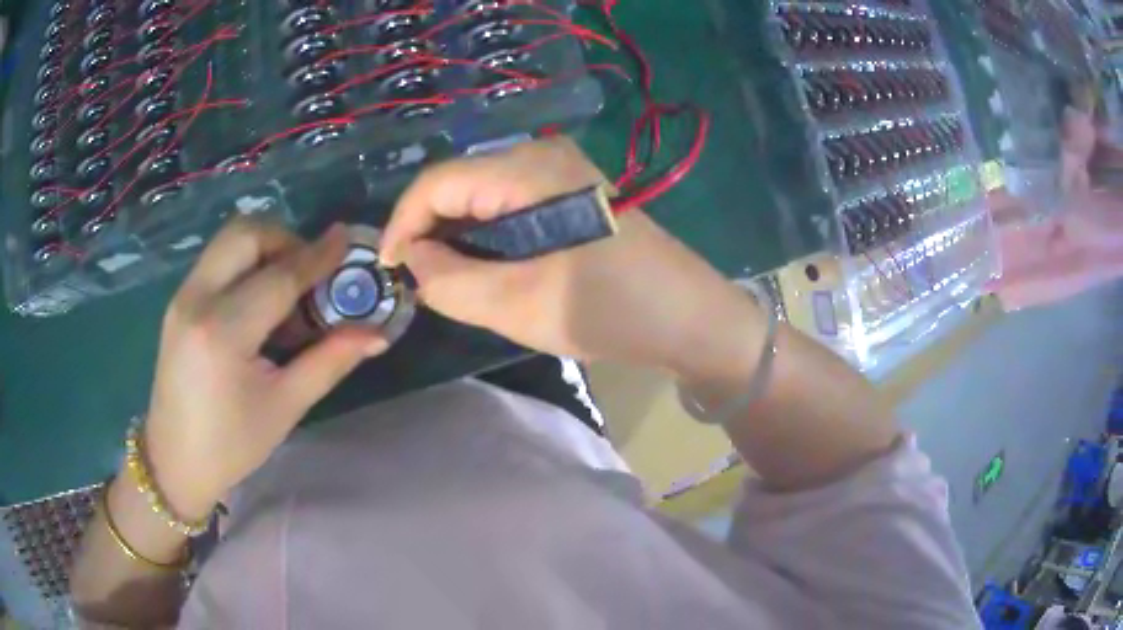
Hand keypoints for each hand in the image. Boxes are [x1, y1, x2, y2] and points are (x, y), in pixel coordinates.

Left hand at [144, 219, 387, 519]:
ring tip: (286, 289)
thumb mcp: (284, 407)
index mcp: (223, 332)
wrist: (173, 461)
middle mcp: (196, 300)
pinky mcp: (178, 301)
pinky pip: (217, 259)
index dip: (317, 256)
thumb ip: (330, 361)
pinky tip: (258, 303)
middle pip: (245, 234)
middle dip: (285, 240)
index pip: (278, 277)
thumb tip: (376, 334)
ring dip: (265, 248)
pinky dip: (245, 263)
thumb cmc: (231, 445)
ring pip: (228, 240)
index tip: (347, 239)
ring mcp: (182, 297)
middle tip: (309, 273)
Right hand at [381, 136, 759, 378]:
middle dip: (428, 232)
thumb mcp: (520, 305)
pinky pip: (507, 206)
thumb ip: (450, 281)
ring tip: (445, 281)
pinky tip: (484, 269)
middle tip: (416, 282)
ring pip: (480, 196)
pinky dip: (484, 237)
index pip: (436, 182)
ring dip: (456, 237)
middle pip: (457, 184)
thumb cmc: (611, 311)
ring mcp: (559, 172)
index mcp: (528, 169)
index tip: (388, 271)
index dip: (401, 224)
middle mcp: (540, 156)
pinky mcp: (570, 193)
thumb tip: (412, 261)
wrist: (689, 319)